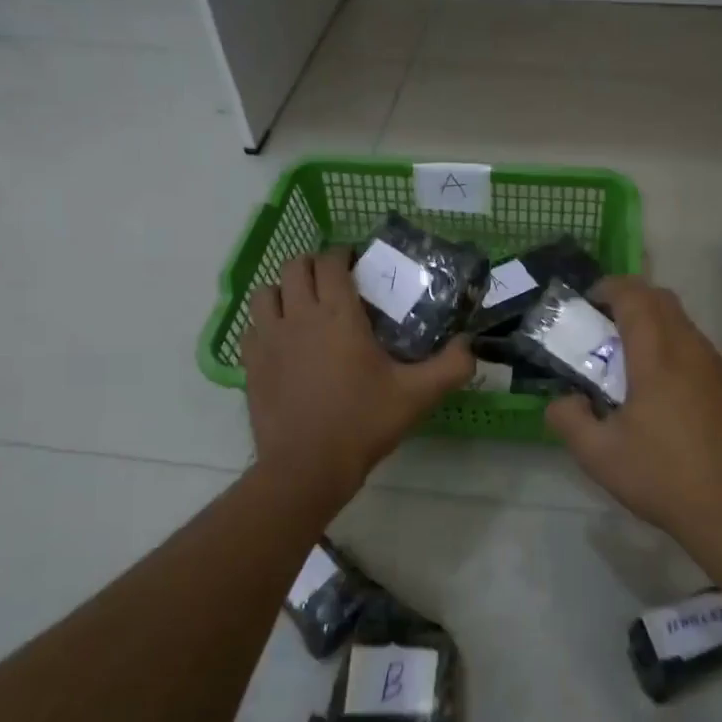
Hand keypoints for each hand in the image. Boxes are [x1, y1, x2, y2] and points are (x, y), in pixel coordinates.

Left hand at [240, 250, 472, 498]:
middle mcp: (299, 315)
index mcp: (338, 314)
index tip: (357, 264)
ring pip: (266, 292)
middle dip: (314, 265)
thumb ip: (451, 366)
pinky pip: (252, 327)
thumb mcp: (418, 395)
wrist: (307, 466)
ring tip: (301, 305)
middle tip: (333, 281)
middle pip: (295, 267)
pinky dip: (265, 324)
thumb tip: (470, 344)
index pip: (331, 261)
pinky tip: (281, 341)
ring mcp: (269, 338)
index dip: (343, 254)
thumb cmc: (364, 422)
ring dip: (284, 290)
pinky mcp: (251, 363)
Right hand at [546, 277, 721, 542]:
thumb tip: (563, 400)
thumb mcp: (598, 456)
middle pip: (664, 301)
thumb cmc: (662, 478)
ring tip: (636, 372)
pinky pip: (705, 357)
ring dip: (658, 332)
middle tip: (607, 332)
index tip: (589, 303)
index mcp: (657, 357)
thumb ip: (568, 418)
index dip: (609, 288)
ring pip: (687, 329)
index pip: (634, 295)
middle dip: (632, 302)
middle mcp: (694, 351)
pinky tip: (672, 404)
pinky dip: (681, 359)